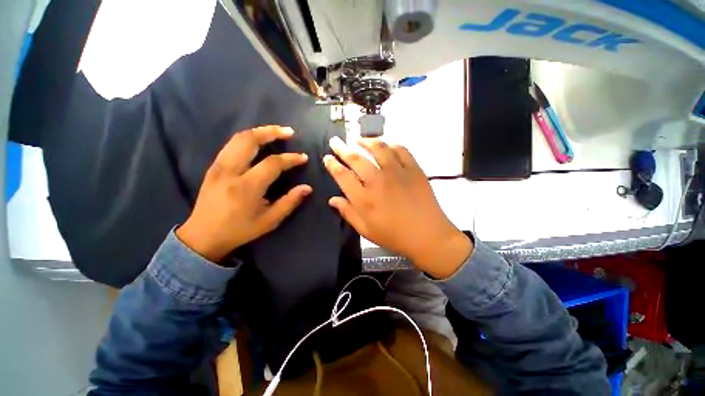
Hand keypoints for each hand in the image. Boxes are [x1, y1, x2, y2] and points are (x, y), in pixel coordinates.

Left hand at [177, 126, 310, 261]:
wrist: (203, 236)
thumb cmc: (240, 230)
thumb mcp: (269, 221)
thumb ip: (289, 202)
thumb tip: (307, 188)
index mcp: (247, 187)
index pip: (272, 163)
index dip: (290, 158)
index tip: (303, 157)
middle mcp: (230, 171)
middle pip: (249, 140)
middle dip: (271, 132)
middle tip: (288, 132)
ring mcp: (218, 167)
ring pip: (238, 139)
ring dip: (259, 131)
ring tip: (275, 132)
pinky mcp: (213, 167)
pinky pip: (231, 145)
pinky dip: (248, 139)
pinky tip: (258, 142)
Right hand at [324, 137, 471, 278]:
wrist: (428, 236)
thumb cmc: (394, 236)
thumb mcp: (366, 230)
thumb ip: (348, 213)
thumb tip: (332, 200)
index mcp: (364, 198)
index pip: (342, 175)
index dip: (332, 165)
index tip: (327, 157)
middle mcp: (377, 181)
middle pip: (356, 158)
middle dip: (342, 148)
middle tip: (335, 141)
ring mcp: (397, 172)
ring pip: (378, 148)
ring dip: (365, 141)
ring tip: (357, 138)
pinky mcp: (413, 169)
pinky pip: (401, 149)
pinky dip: (391, 143)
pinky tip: (385, 143)